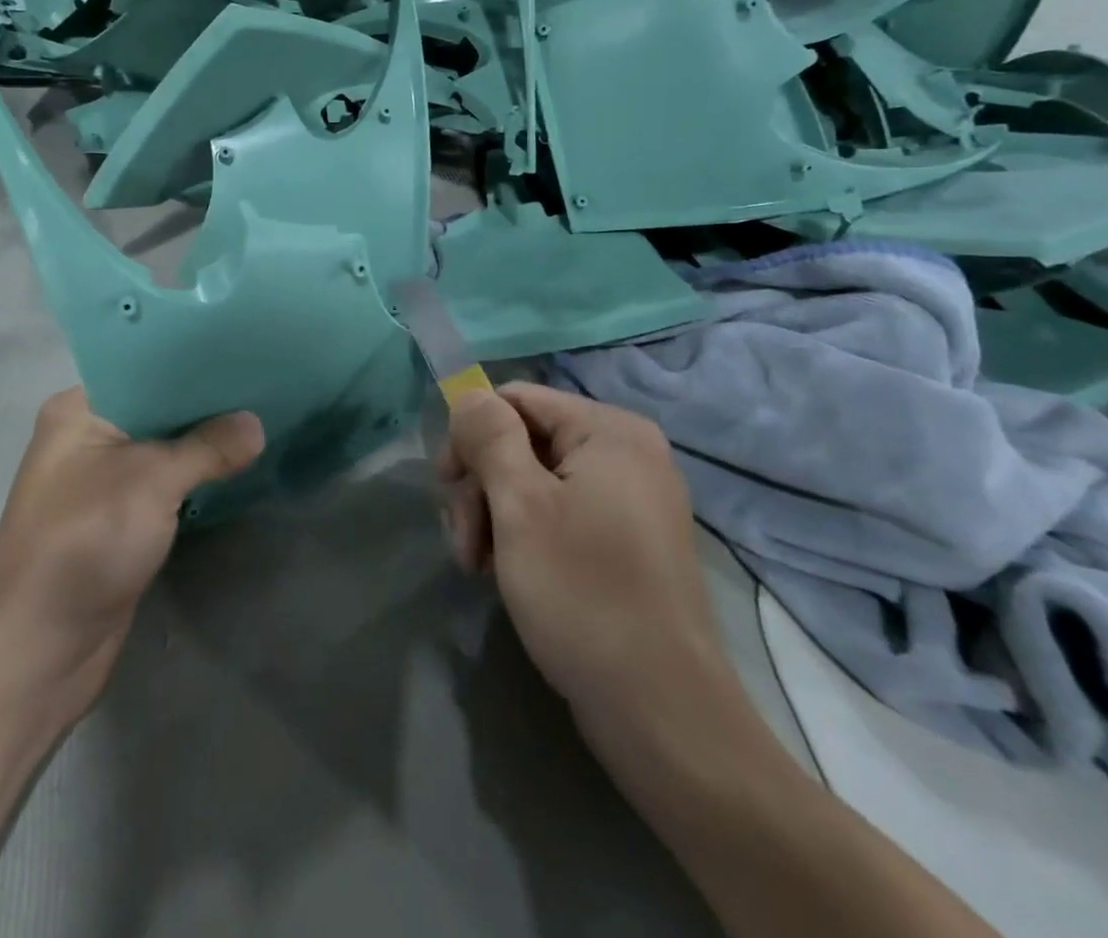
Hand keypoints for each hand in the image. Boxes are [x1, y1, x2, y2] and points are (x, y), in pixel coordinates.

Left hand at [0, 387, 263, 721]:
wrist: (37, 649)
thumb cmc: (85, 540)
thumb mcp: (152, 480)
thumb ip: (208, 446)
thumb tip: (257, 425)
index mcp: (79, 410)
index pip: (144, 367)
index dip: (193, 360)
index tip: (243, 349)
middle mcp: (87, 438)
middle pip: (158, 407)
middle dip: (207, 403)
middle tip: (263, 383)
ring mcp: (102, 483)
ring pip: (164, 448)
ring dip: (205, 442)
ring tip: (261, 415)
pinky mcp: (118, 521)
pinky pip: (166, 485)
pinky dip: (196, 477)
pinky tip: (237, 464)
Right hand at [438, 383, 727, 717]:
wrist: (662, 713)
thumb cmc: (584, 595)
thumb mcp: (520, 506)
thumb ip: (489, 436)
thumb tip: (468, 393)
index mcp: (609, 430)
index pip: (516, 399)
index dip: (471, 435)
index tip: (446, 487)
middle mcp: (627, 452)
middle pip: (524, 440)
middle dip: (482, 486)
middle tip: (463, 545)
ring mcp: (632, 498)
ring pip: (536, 480)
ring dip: (496, 516)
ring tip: (479, 568)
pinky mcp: (628, 541)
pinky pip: (562, 513)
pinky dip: (526, 535)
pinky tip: (509, 574)